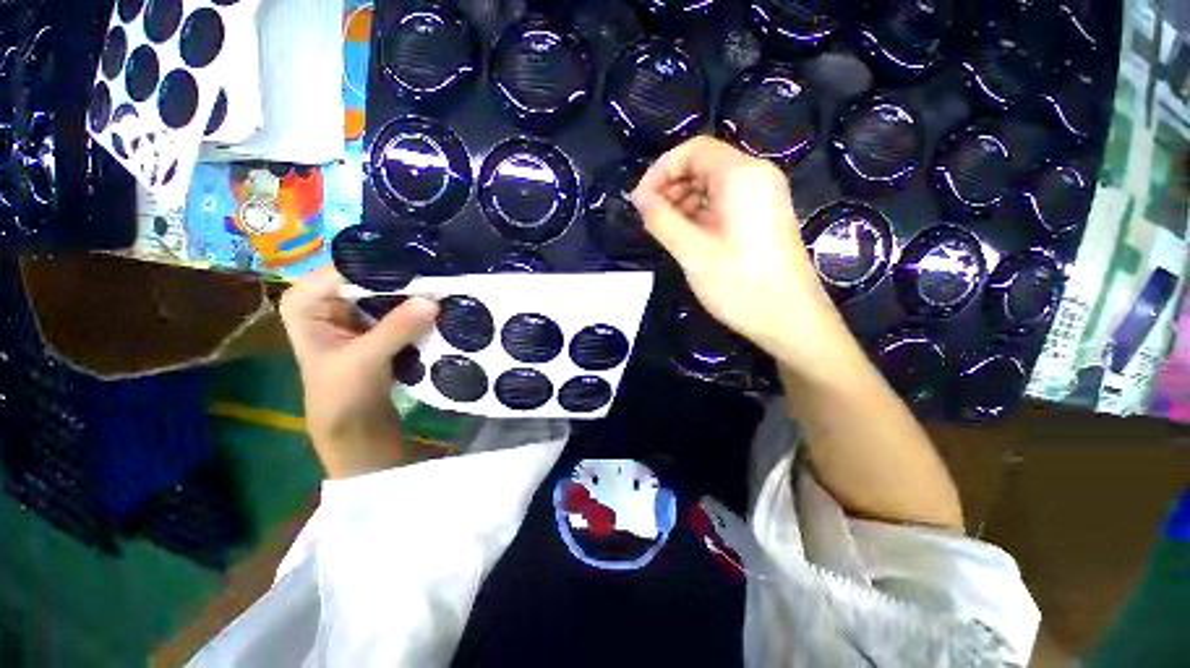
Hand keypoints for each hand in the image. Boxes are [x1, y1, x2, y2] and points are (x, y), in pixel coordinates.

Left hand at [279, 267, 438, 477]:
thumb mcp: (366, 359)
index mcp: (307, 300)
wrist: (355, 428)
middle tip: (443, 278)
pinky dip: (418, 309)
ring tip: (447, 288)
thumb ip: (397, 328)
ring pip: (389, 292)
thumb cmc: (342, 396)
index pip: (352, 269)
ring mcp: (354, 312)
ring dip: (416, 295)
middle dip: (406, 280)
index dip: (388, 269)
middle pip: (372, 278)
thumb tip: (433, 300)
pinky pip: (400, 308)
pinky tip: (441, 306)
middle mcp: (328, 299)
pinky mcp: (376, 326)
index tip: (425, 269)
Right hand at [632, 136, 846, 370]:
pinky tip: (687, 235)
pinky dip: (701, 213)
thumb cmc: (738, 283)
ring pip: (714, 185)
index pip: (693, 150)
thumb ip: (661, 219)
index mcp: (741, 174)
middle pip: (704, 164)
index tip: (640, 199)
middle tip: (649, 217)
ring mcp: (764, 196)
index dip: (661, 170)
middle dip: (671, 186)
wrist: (789, 319)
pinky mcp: (764, 217)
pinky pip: (726, 202)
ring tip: (664, 230)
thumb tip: (639, 197)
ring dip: (684, 201)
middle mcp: (756, 175)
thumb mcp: (691, 251)